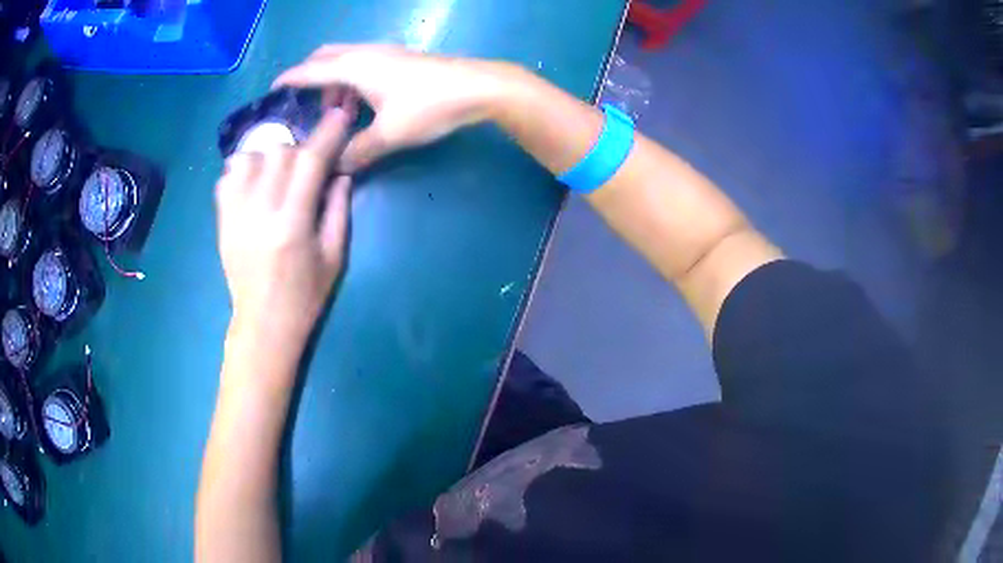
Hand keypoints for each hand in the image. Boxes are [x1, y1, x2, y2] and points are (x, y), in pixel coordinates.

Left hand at [215, 104, 354, 353]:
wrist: (263, 323)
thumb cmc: (305, 295)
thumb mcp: (334, 256)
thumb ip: (337, 209)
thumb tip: (340, 172)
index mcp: (292, 223)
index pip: (310, 162)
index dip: (327, 134)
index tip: (340, 116)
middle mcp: (260, 212)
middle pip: (279, 153)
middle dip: (300, 150)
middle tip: (309, 164)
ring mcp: (235, 215)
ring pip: (250, 158)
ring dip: (270, 156)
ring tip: (279, 172)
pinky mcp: (222, 221)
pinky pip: (227, 177)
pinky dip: (242, 169)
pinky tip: (254, 181)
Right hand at [275, 44, 510, 171]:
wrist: (479, 87)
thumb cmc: (429, 106)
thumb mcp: (388, 135)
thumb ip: (356, 151)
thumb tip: (335, 167)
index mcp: (354, 67)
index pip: (310, 71)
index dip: (289, 80)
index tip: (271, 90)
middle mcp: (366, 53)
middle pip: (326, 57)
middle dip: (311, 77)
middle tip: (306, 105)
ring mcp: (386, 52)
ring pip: (346, 60)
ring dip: (335, 81)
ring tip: (338, 113)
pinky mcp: (401, 58)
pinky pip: (364, 64)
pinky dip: (353, 79)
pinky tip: (363, 103)